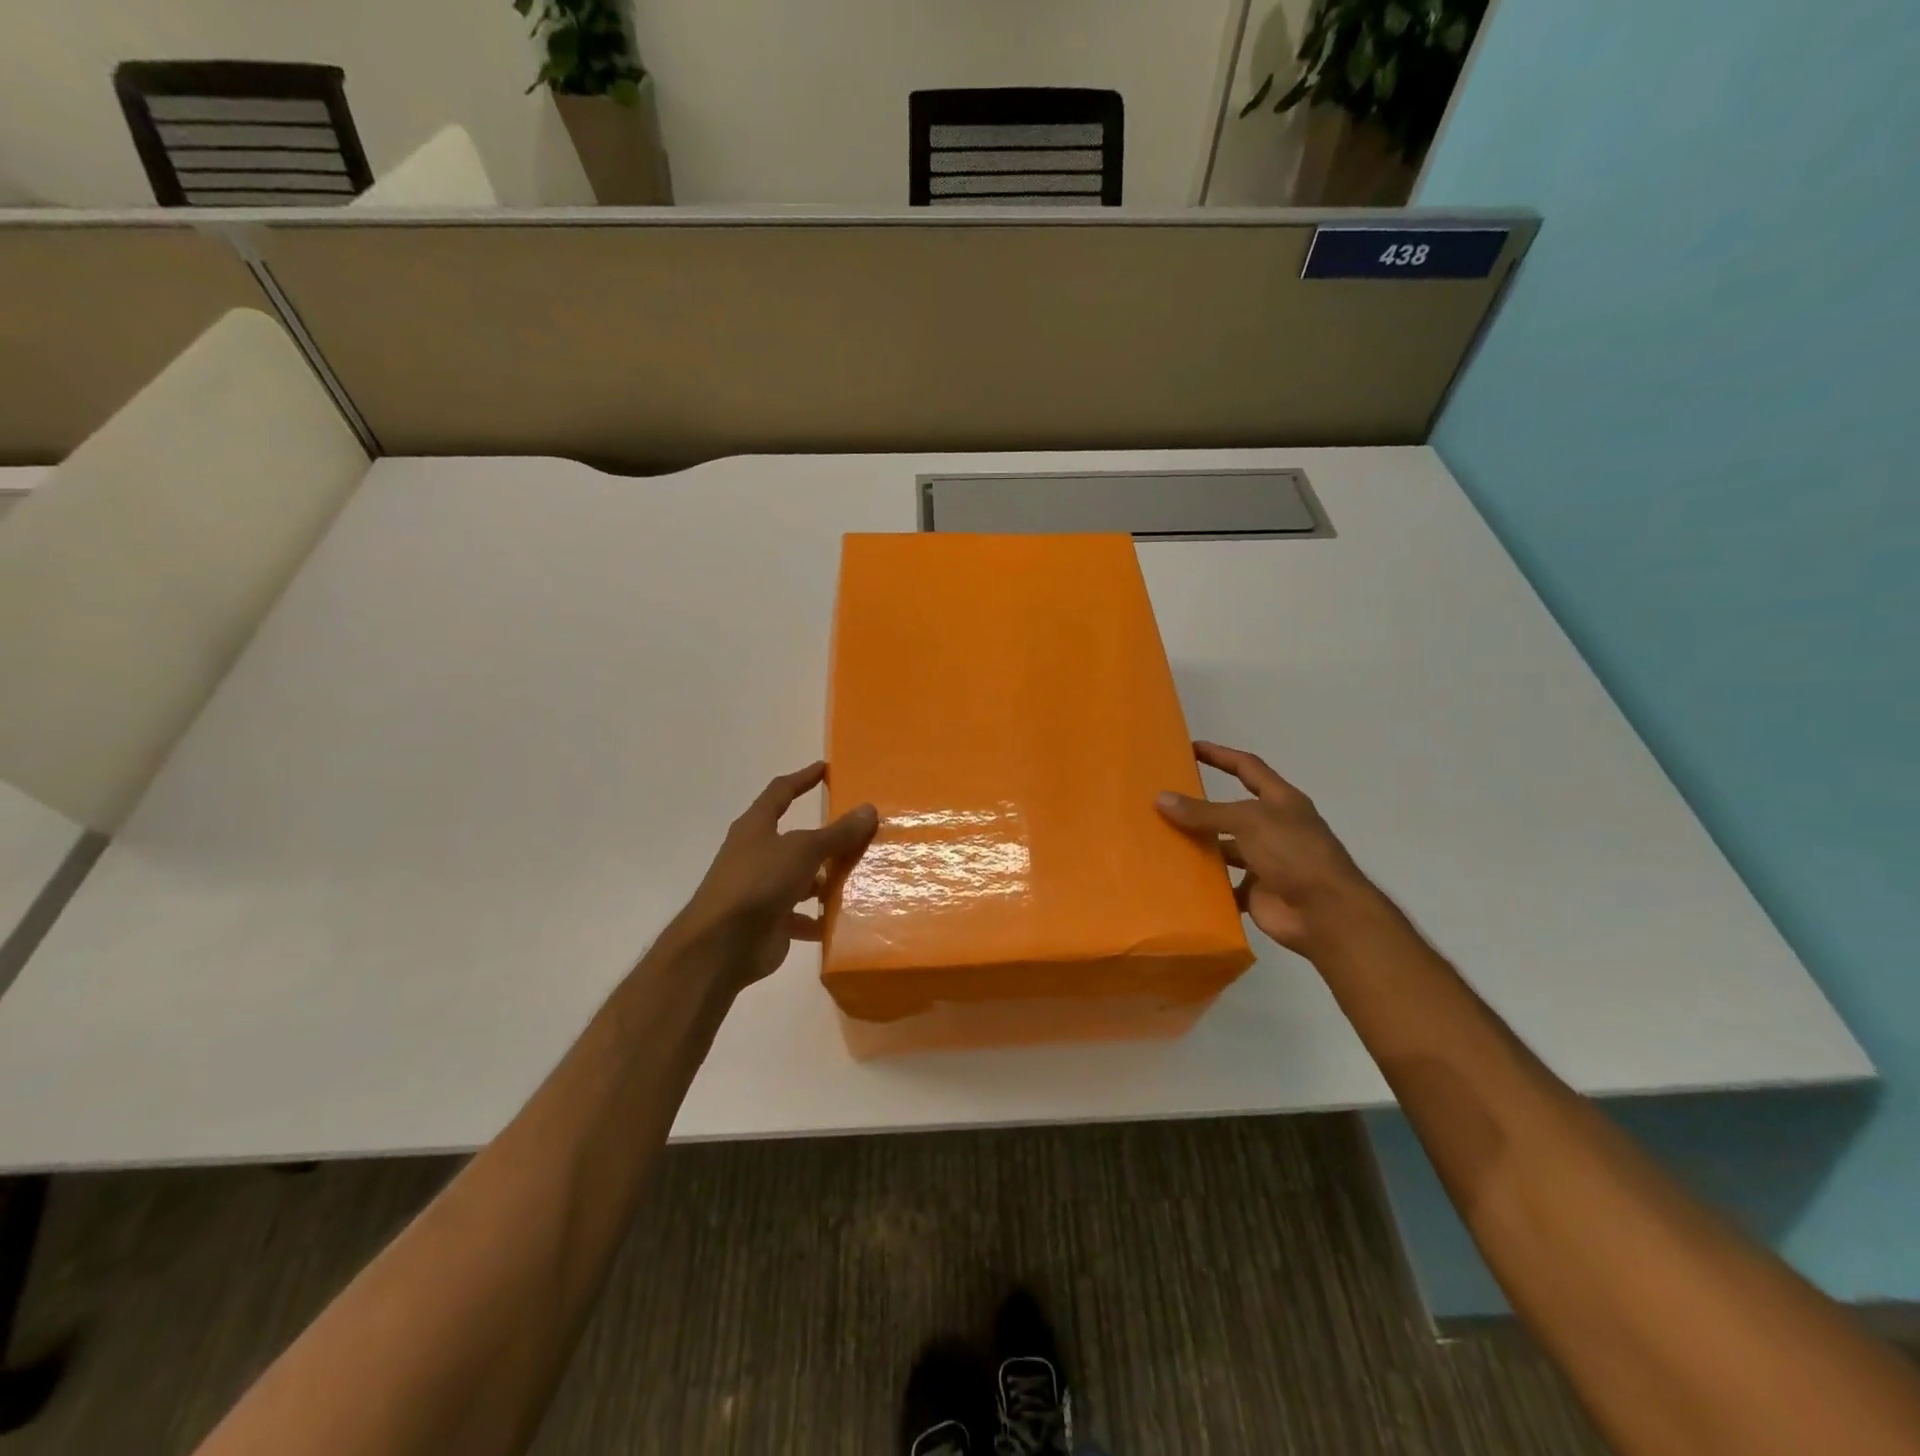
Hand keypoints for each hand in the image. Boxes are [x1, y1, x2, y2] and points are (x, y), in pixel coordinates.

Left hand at [669, 762, 877, 993]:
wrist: (722, 946)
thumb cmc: (759, 882)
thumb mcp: (803, 850)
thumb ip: (837, 833)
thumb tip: (868, 809)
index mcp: (756, 827)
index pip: (780, 792)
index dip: (802, 779)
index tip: (825, 769)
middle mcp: (757, 855)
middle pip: (796, 839)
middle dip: (825, 838)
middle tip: (860, 831)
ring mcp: (762, 890)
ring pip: (802, 879)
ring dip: (826, 880)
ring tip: (861, 877)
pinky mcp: (770, 922)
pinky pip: (801, 916)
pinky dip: (820, 918)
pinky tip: (845, 919)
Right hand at [1156, 741, 1375, 955]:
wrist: (1326, 914)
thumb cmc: (1294, 853)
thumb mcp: (1248, 822)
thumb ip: (1204, 812)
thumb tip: (1161, 798)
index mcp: (1280, 802)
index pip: (1247, 768)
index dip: (1221, 756)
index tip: (1192, 748)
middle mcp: (1273, 828)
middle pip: (1231, 812)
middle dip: (1201, 807)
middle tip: (1164, 801)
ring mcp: (1266, 862)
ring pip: (1225, 849)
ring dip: (1199, 847)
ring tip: (1161, 840)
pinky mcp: (1257, 893)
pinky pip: (1224, 885)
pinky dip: (1205, 884)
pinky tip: (1176, 879)